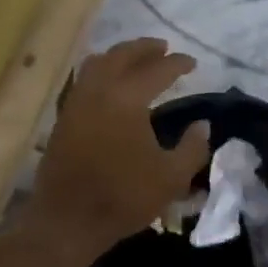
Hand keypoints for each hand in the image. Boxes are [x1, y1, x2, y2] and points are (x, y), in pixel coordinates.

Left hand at [24, 38, 212, 266]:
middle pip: (122, 55)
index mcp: (127, 98)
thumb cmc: (123, 196)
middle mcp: (100, 88)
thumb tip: (202, 125)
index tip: (192, 62)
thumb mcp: (171, 178)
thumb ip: (192, 148)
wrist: (68, 218)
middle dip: (145, 48)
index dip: (177, 63)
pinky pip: (85, 77)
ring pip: (99, 61)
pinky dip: (101, 69)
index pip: (156, 70)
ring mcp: (78, 99)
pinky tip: (110, 82)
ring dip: (120, 55)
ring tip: (137, 60)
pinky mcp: (65, 113)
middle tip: (163, 48)